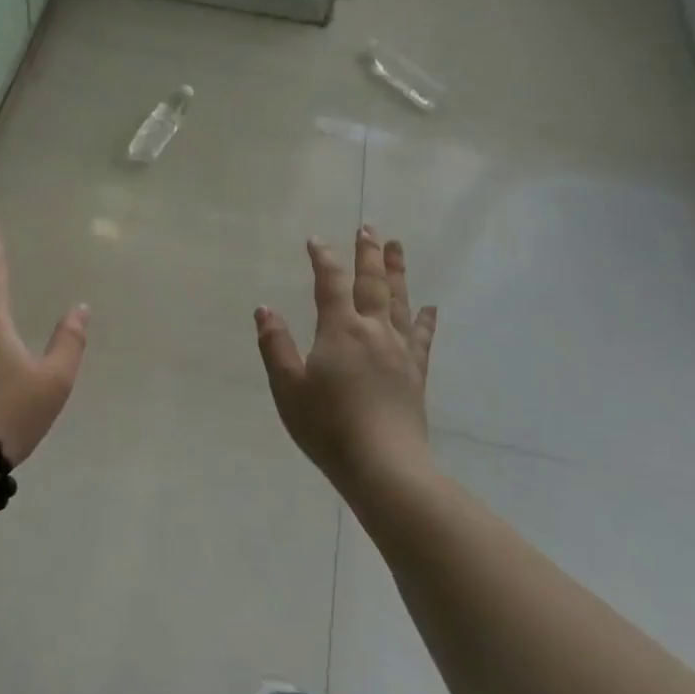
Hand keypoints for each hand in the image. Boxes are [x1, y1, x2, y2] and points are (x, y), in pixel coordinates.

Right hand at [255, 226, 437, 484]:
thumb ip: (276, 345)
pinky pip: (422, 338)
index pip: (330, 283)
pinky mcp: (416, 374)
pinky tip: (431, 308)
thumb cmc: (327, 426)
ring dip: (397, 272)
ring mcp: (399, 351)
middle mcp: (373, 331)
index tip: (316, 240)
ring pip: (400, 302)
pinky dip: (426, 319)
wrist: (384, 465)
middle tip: (369, 228)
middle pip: (372, 283)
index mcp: (340, 330)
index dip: (323, 259)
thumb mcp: (288, 387)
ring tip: (397, 248)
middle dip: (368, 254)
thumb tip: (264, 309)